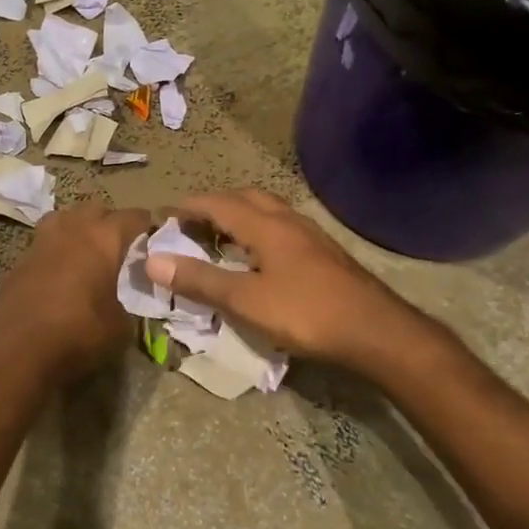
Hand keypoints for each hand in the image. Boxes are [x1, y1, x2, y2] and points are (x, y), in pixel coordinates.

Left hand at [0, 203, 153, 375]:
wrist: (17, 351)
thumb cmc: (78, 334)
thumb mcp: (120, 326)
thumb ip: (128, 304)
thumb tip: (125, 302)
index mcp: (102, 238)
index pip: (132, 216)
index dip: (146, 225)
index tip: (154, 238)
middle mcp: (71, 230)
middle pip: (95, 209)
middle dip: (110, 222)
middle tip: (120, 245)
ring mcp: (40, 242)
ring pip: (64, 219)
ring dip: (78, 228)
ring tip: (87, 251)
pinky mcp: (19, 261)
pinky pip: (43, 244)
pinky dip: (55, 251)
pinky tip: (60, 274)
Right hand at [144, 189, 429, 366]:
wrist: (376, 331)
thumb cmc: (306, 313)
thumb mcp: (245, 301)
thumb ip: (200, 280)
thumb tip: (152, 260)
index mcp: (266, 226)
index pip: (219, 204)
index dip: (189, 207)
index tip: (165, 216)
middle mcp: (288, 221)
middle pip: (247, 198)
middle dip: (216, 204)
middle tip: (193, 224)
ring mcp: (311, 236)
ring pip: (269, 211)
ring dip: (241, 215)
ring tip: (223, 237)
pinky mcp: (326, 254)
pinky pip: (283, 228)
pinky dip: (261, 231)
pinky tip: (262, 257)